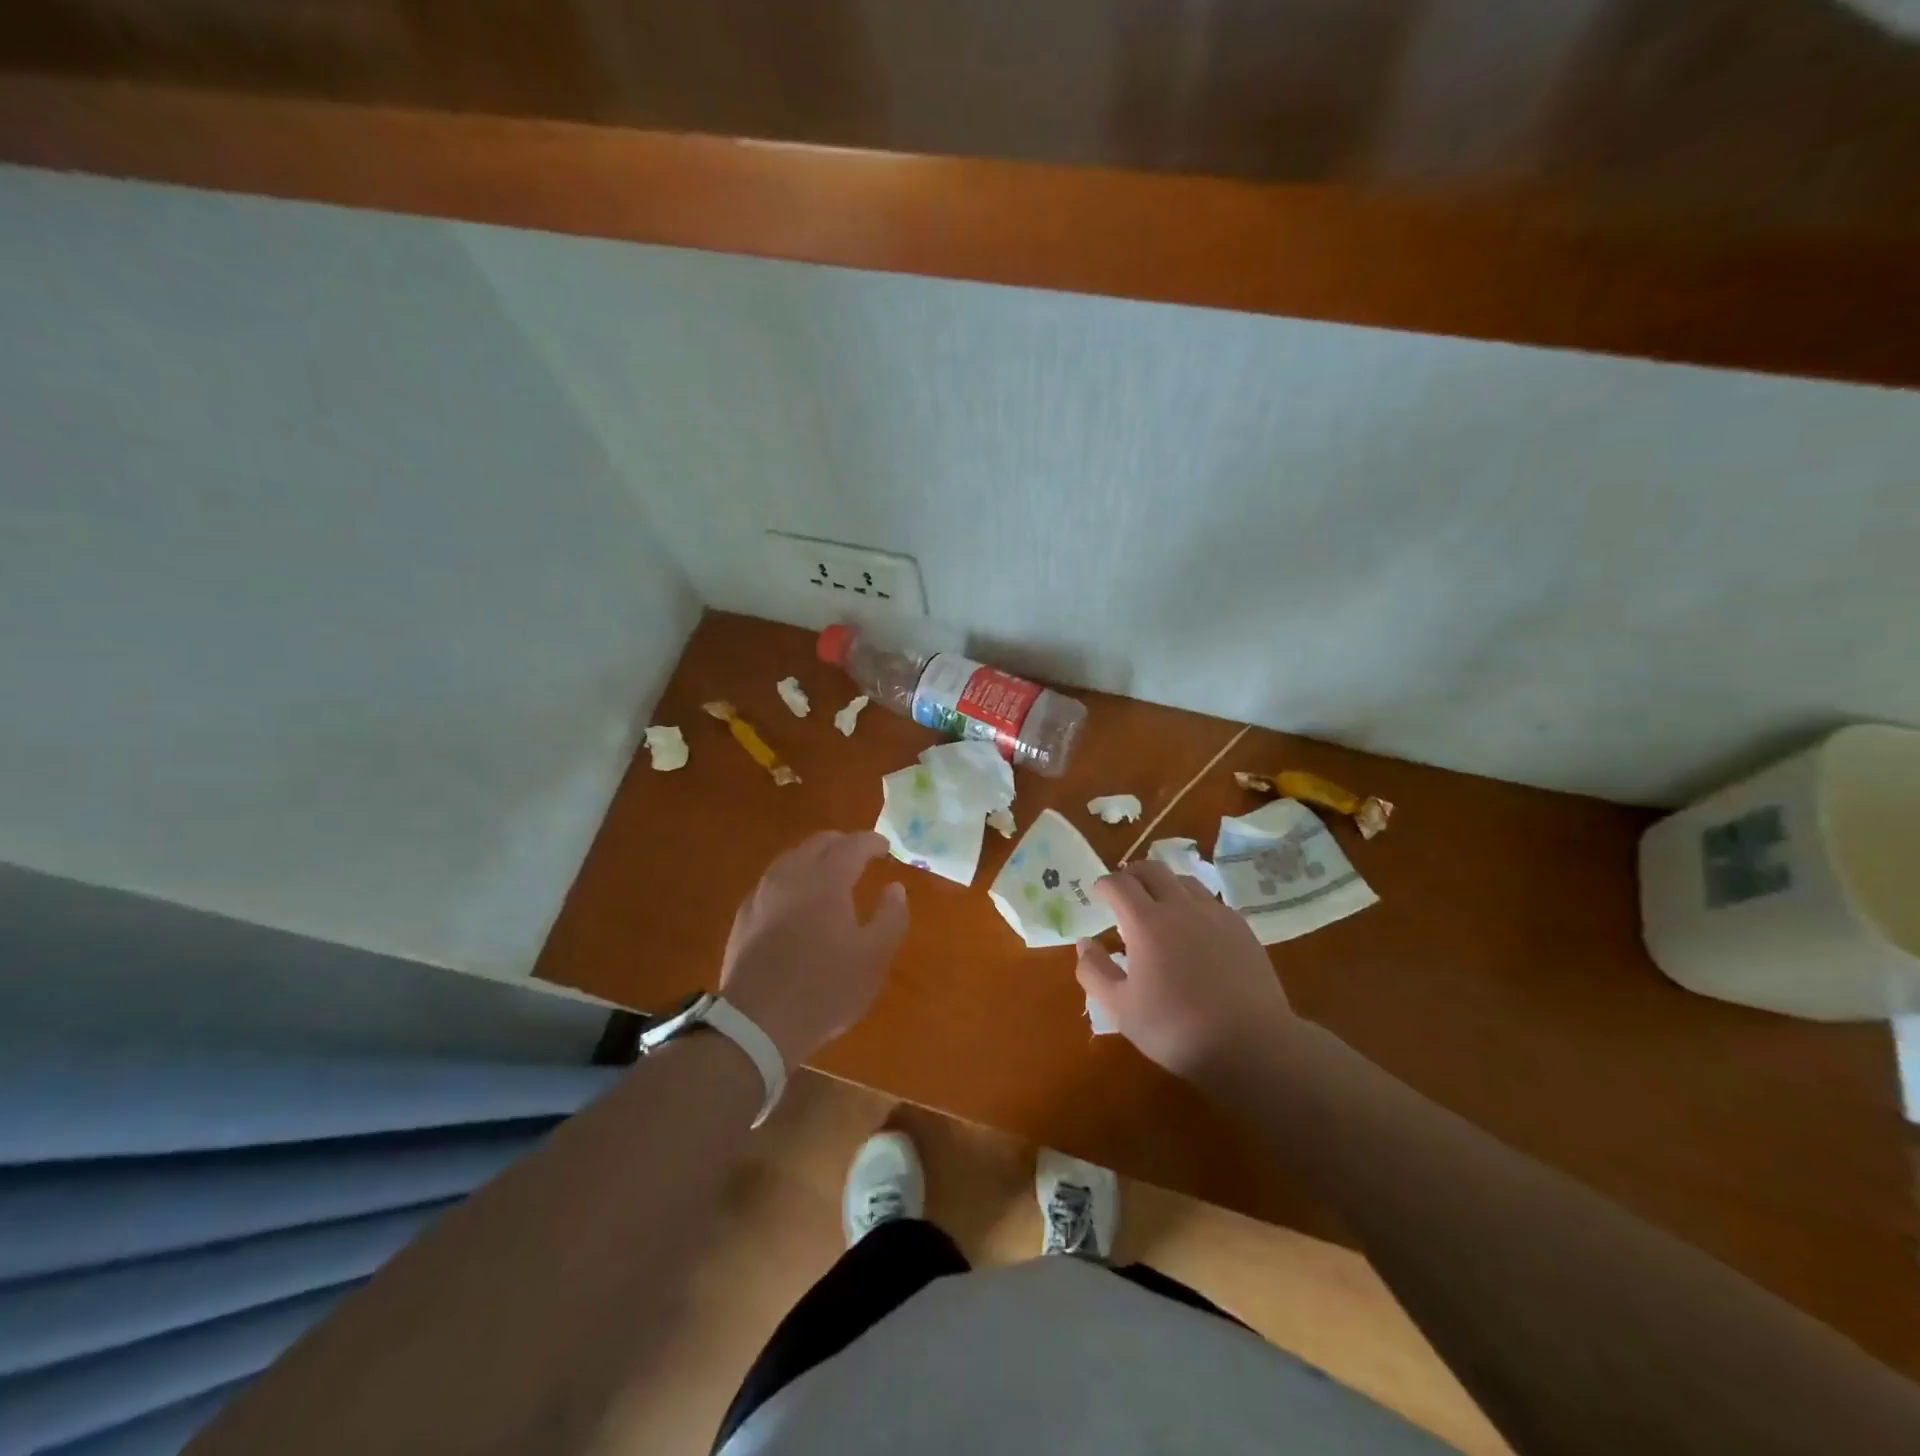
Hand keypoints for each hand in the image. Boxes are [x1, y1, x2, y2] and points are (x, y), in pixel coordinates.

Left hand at [719, 831, 909, 1066]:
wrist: (757, 1023)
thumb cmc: (825, 988)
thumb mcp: (874, 957)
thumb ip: (891, 916)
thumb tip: (895, 888)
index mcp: (826, 880)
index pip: (852, 845)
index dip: (871, 842)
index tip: (885, 847)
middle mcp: (791, 876)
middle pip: (818, 843)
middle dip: (842, 843)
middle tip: (860, 855)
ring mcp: (762, 894)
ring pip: (791, 859)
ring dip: (815, 858)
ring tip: (829, 874)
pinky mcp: (744, 916)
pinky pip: (773, 882)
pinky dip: (792, 879)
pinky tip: (797, 901)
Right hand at [1076, 861, 1297, 1082]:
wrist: (1251, 1045)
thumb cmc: (1176, 1028)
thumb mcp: (1120, 1008)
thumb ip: (1094, 971)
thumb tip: (1084, 943)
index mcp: (1146, 922)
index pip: (1119, 884)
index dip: (1104, 884)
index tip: (1098, 893)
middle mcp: (1181, 907)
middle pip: (1153, 870)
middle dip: (1132, 873)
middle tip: (1124, 890)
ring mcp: (1216, 915)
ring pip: (1185, 881)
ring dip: (1165, 884)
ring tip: (1159, 904)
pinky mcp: (1242, 929)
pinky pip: (1211, 902)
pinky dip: (1193, 903)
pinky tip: (1194, 928)